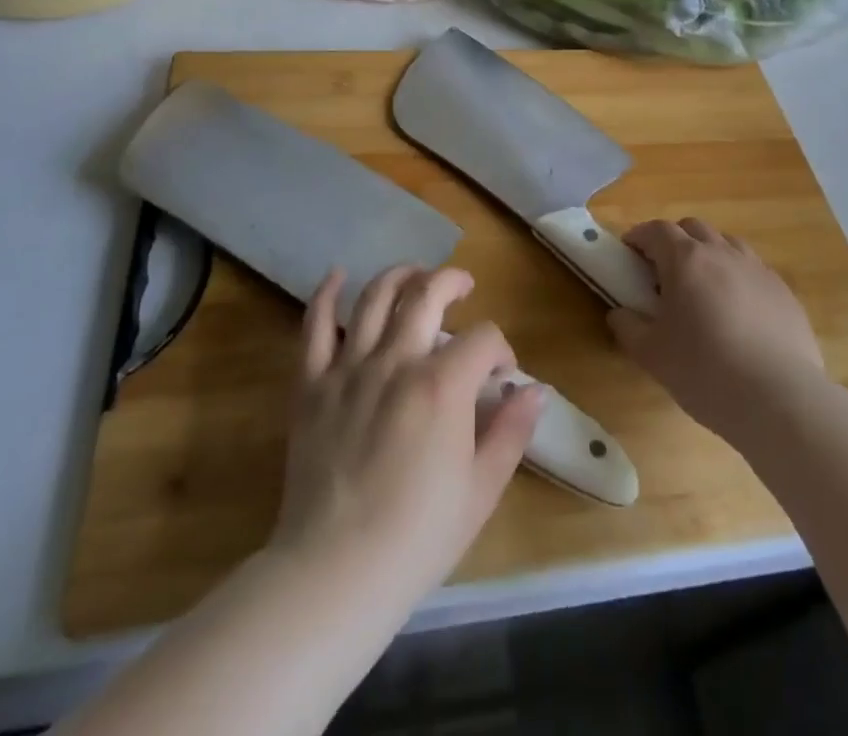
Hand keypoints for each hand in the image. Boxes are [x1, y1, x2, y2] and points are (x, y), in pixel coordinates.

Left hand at [270, 265, 542, 602]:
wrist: (335, 572)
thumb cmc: (418, 537)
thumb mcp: (481, 489)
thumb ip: (511, 432)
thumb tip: (535, 390)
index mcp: (442, 385)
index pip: (483, 338)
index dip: (500, 349)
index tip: (502, 374)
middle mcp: (396, 361)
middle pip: (427, 293)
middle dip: (452, 282)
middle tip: (463, 287)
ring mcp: (349, 367)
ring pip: (375, 296)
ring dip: (400, 275)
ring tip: (416, 275)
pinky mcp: (311, 384)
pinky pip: (314, 326)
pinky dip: (326, 294)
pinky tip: (338, 275)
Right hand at [608, 219, 825, 442]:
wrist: (779, 399)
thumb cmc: (705, 371)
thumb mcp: (651, 354)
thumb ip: (628, 327)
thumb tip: (619, 313)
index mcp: (686, 260)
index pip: (656, 230)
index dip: (639, 237)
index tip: (628, 254)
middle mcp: (722, 253)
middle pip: (693, 228)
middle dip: (673, 241)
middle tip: (662, 273)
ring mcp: (757, 269)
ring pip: (726, 244)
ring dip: (708, 255)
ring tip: (701, 289)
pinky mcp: (784, 292)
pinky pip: (753, 271)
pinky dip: (737, 278)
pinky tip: (737, 313)